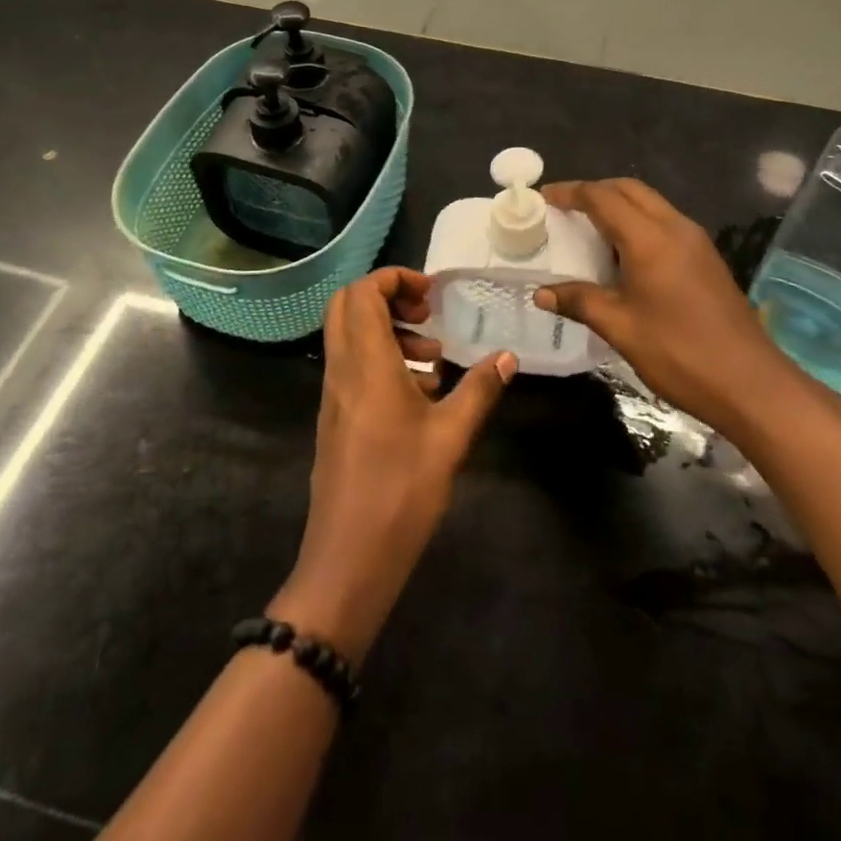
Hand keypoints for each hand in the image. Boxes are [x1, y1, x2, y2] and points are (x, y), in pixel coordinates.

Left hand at [271, 268, 514, 664]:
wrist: (347, 561)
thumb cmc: (401, 493)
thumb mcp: (451, 438)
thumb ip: (479, 390)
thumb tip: (508, 356)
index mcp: (366, 365)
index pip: (362, 293)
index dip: (394, 279)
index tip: (432, 293)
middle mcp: (341, 371)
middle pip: (346, 305)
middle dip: (387, 296)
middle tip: (428, 313)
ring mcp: (333, 396)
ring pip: (348, 335)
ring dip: (387, 329)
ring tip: (433, 357)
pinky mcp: (334, 419)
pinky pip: (351, 365)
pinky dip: (380, 358)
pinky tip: (419, 393)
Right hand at [535, 178, 803, 437]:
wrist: (750, 383)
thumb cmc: (679, 353)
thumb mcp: (620, 328)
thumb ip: (580, 301)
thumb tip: (541, 293)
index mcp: (650, 238)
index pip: (603, 198)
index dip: (571, 192)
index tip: (544, 197)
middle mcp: (675, 227)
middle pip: (630, 190)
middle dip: (595, 191)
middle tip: (565, 208)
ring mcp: (696, 241)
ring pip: (651, 204)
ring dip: (618, 205)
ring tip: (588, 228)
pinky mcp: (706, 258)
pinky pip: (665, 223)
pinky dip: (638, 223)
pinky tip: (623, 254)